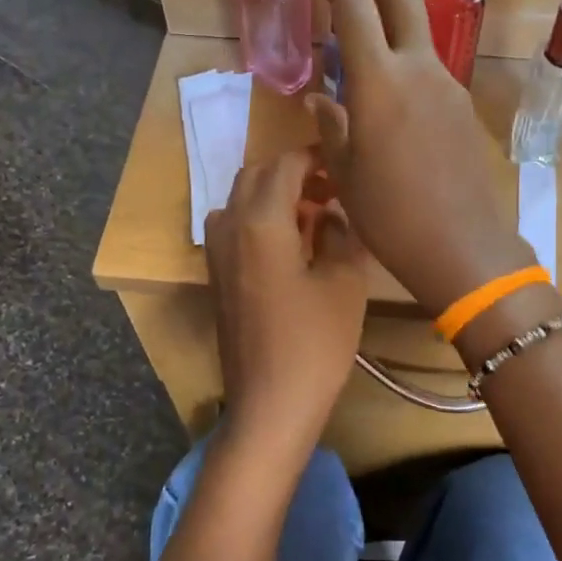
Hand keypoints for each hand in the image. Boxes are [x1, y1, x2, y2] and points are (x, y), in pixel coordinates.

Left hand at [206, 150, 368, 450]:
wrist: (270, 403)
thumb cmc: (315, 343)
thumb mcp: (344, 283)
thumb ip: (340, 234)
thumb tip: (329, 215)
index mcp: (260, 221)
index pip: (285, 165)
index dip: (315, 157)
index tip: (343, 163)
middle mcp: (230, 227)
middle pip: (256, 176)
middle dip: (293, 173)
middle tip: (331, 190)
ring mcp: (217, 253)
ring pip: (241, 201)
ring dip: (273, 196)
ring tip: (312, 216)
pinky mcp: (217, 276)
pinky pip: (234, 228)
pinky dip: (259, 221)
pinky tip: (290, 246)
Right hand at [305, 0, 533, 314]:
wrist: (462, 245)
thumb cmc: (390, 214)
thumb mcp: (345, 172)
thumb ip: (331, 125)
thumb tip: (320, 99)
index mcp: (379, 80)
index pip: (354, 5)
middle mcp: (418, 68)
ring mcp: (447, 84)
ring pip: (419, 31)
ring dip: (392, 21)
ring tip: (363, 46)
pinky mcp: (463, 105)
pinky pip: (431, 67)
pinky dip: (406, 60)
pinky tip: (391, 95)